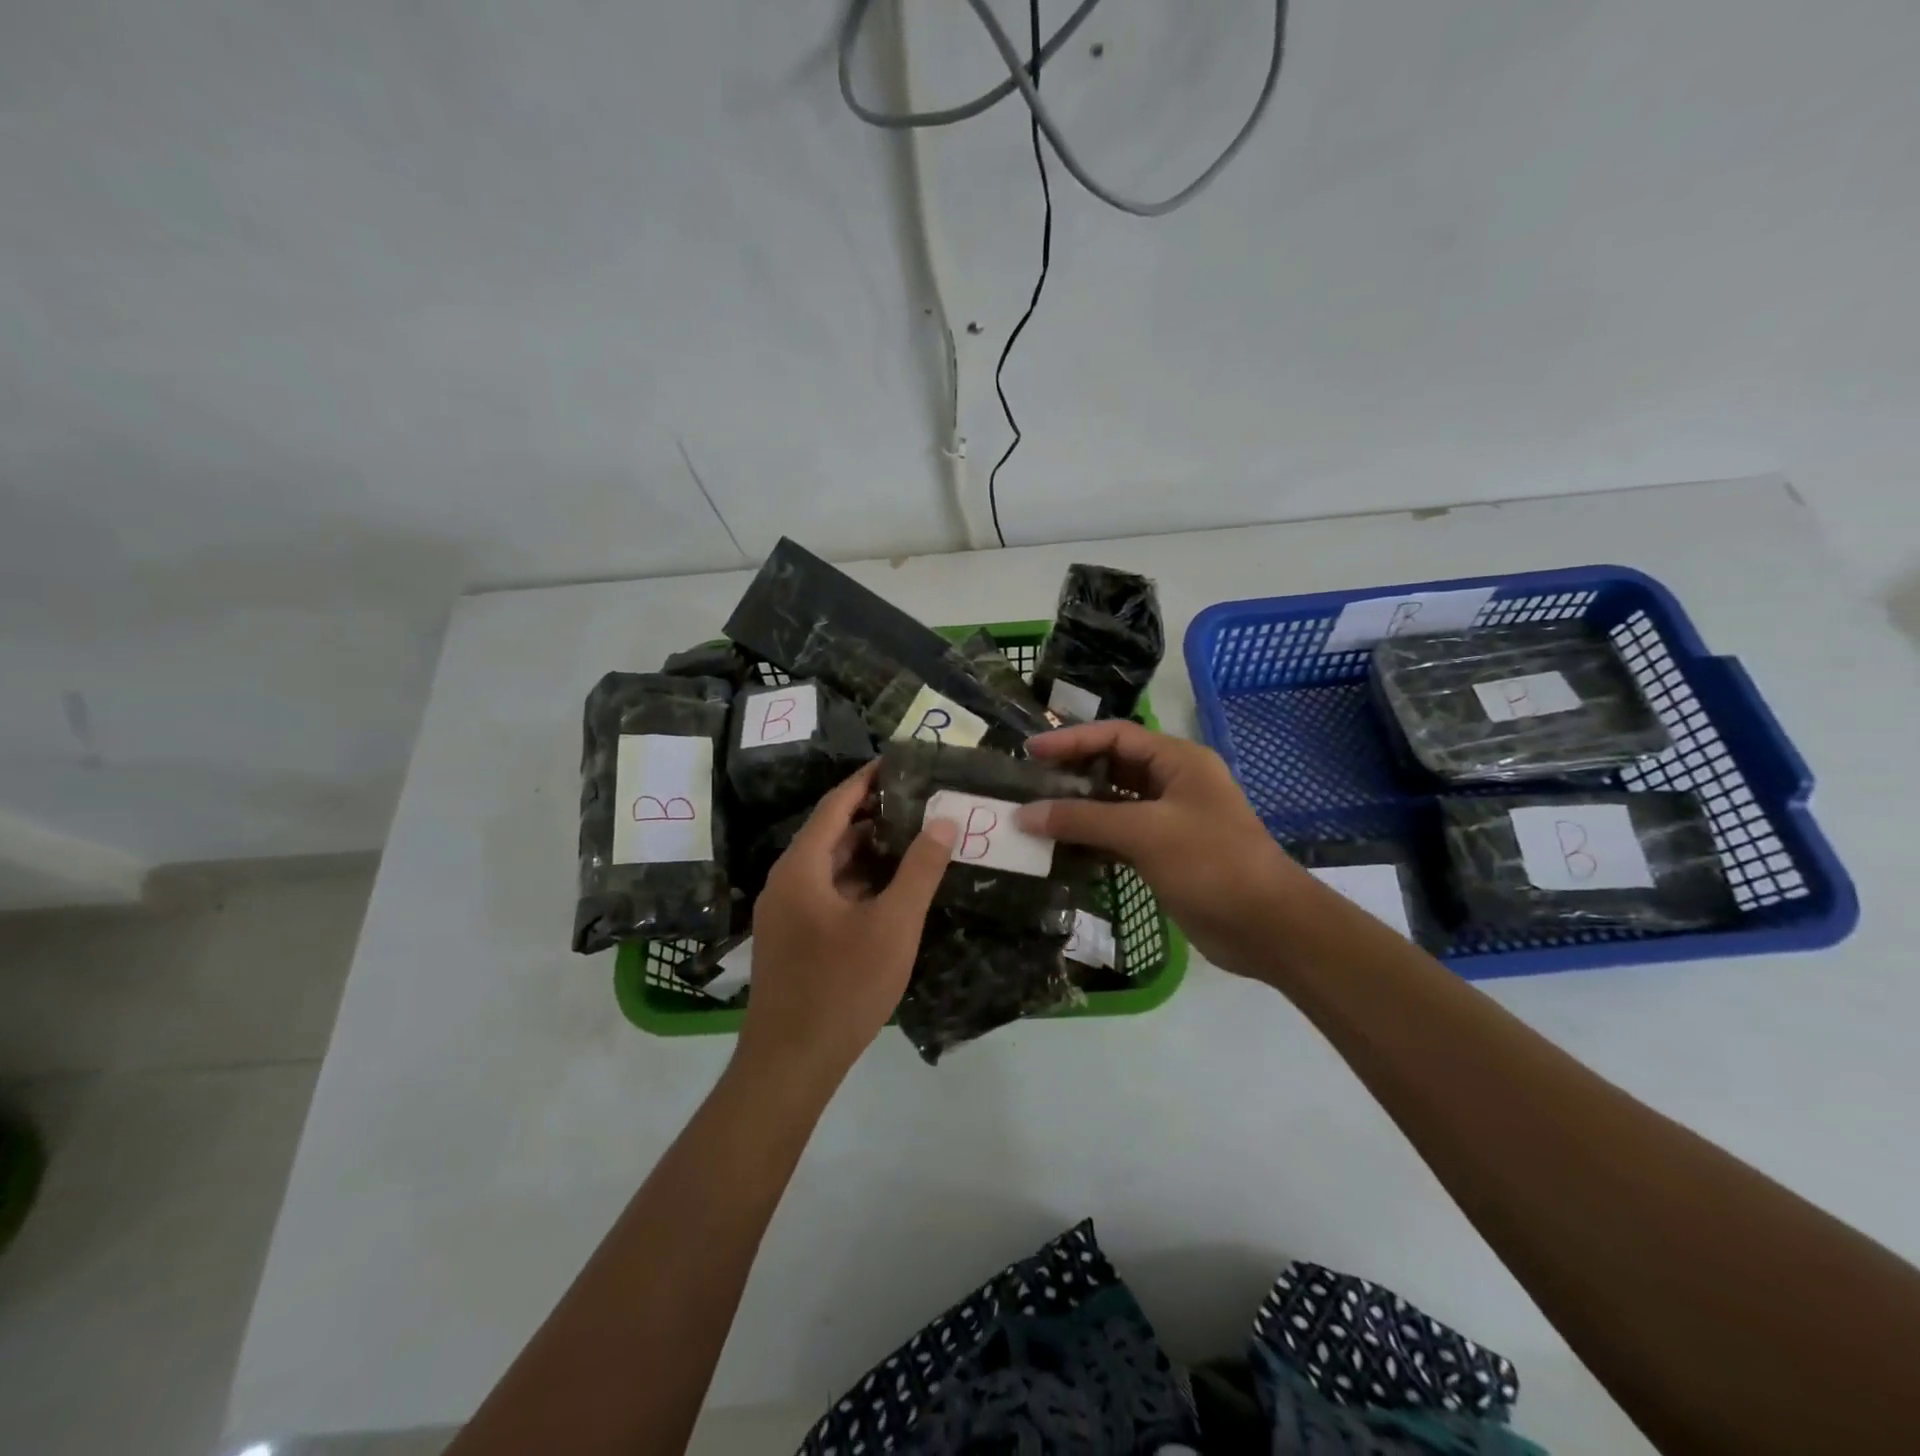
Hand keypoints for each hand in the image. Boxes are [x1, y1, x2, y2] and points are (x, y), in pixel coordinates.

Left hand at [739, 762, 957, 1079]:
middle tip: (920, 799)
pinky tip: (893, 889)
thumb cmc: (843, 986)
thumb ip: (920, 870)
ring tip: (915, 837)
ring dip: (868, 850)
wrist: (791, 1064)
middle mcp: (787, 881)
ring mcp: (786, 912)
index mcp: (802, 867)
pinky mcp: (793, 938)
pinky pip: (828, 893)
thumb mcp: (893, 925)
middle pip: (831, 832)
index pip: (835, 804)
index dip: (867, 779)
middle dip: (873, 814)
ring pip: (831, 866)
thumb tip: (944, 821)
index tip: (900, 760)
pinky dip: (859, 881)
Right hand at [1016, 720, 1310, 977]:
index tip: (1030, 752)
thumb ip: (1083, 819)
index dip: (1071, 740)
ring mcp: (1169, 820)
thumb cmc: (1211, 863)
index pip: (1115, 736)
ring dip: (1077, 809)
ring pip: (1113, 804)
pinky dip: (1091, 839)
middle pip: (1112, 767)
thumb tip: (1025, 814)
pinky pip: (1118, 836)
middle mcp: (1173, 783)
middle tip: (1026, 783)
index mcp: (1178, 761)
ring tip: (1034, 814)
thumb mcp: (1145, 832)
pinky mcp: (1164, 854)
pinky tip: (1060, 847)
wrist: (1267, 927)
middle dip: (1071, 773)